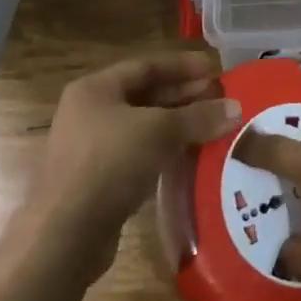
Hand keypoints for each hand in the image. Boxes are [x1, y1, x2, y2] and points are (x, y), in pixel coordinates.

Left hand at [33, 52, 239, 265]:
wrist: (65, 235)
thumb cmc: (111, 164)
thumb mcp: (160, 131)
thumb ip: (199, 117)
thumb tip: (236, 108)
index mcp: (95, 89)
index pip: (145, 66)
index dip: (182, 66)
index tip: (213, 69)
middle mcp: (88, 113)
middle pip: (143, 96)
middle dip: (183, 96)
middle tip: (218, 98)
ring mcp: (88, 149)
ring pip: (141, 128)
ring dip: (176, 125)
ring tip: (210, 126)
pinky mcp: (95, 181)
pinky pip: (136, 155)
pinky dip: (162, 151)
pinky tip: (188, 157)